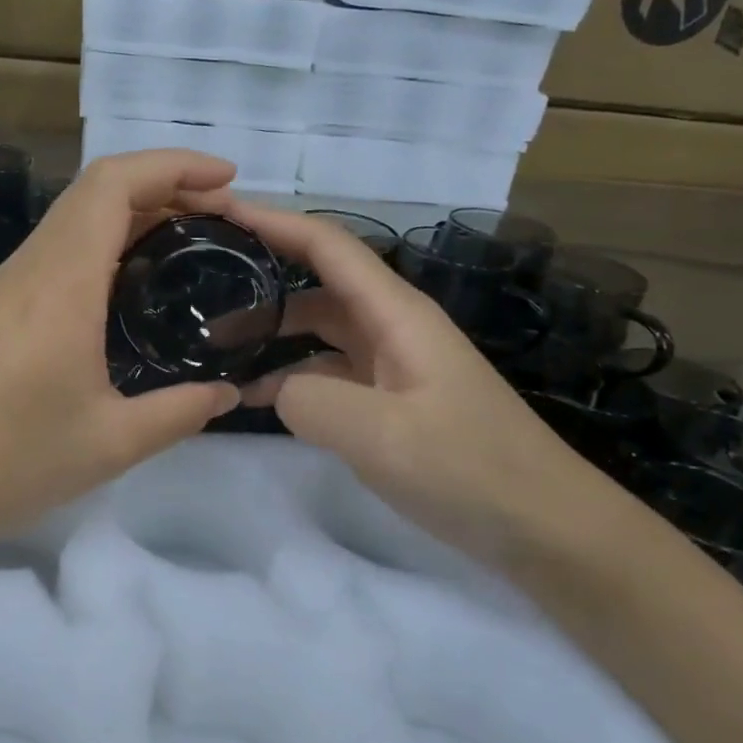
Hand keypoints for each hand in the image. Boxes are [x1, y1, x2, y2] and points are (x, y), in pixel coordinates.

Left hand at [0, 151, 242, 553]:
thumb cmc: (10, 461)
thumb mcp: (111, 442)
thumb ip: (180, 412)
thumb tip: (228, 393)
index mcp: (62, 281)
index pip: (113, 183)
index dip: (173, 165)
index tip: (227, 180)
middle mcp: (31, 266)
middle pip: (96, 189)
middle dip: (163, 184)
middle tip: (220, 216)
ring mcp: (8, 284)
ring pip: (74, 216)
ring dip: (132, 212)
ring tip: (187, 242)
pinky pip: (58, 249)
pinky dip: (104, 242)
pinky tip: (130, 283)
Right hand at [229, 199, 626, 562]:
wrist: (544, 528)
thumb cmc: (469, 469)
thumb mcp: (380, 435)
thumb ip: (308, 400)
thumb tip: (276, 388)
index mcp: (396, 313)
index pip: (328, 245)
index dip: (274, 221)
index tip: (218, 213)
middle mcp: (392, 327)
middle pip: (316, 285)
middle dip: (259, 282)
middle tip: (199, 294)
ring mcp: (391, 365)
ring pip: (318, 330)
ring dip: (270, 333)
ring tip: (214, 351)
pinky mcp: (389, 400)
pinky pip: (327, 373)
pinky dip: (289, 377)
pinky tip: (255, 398)